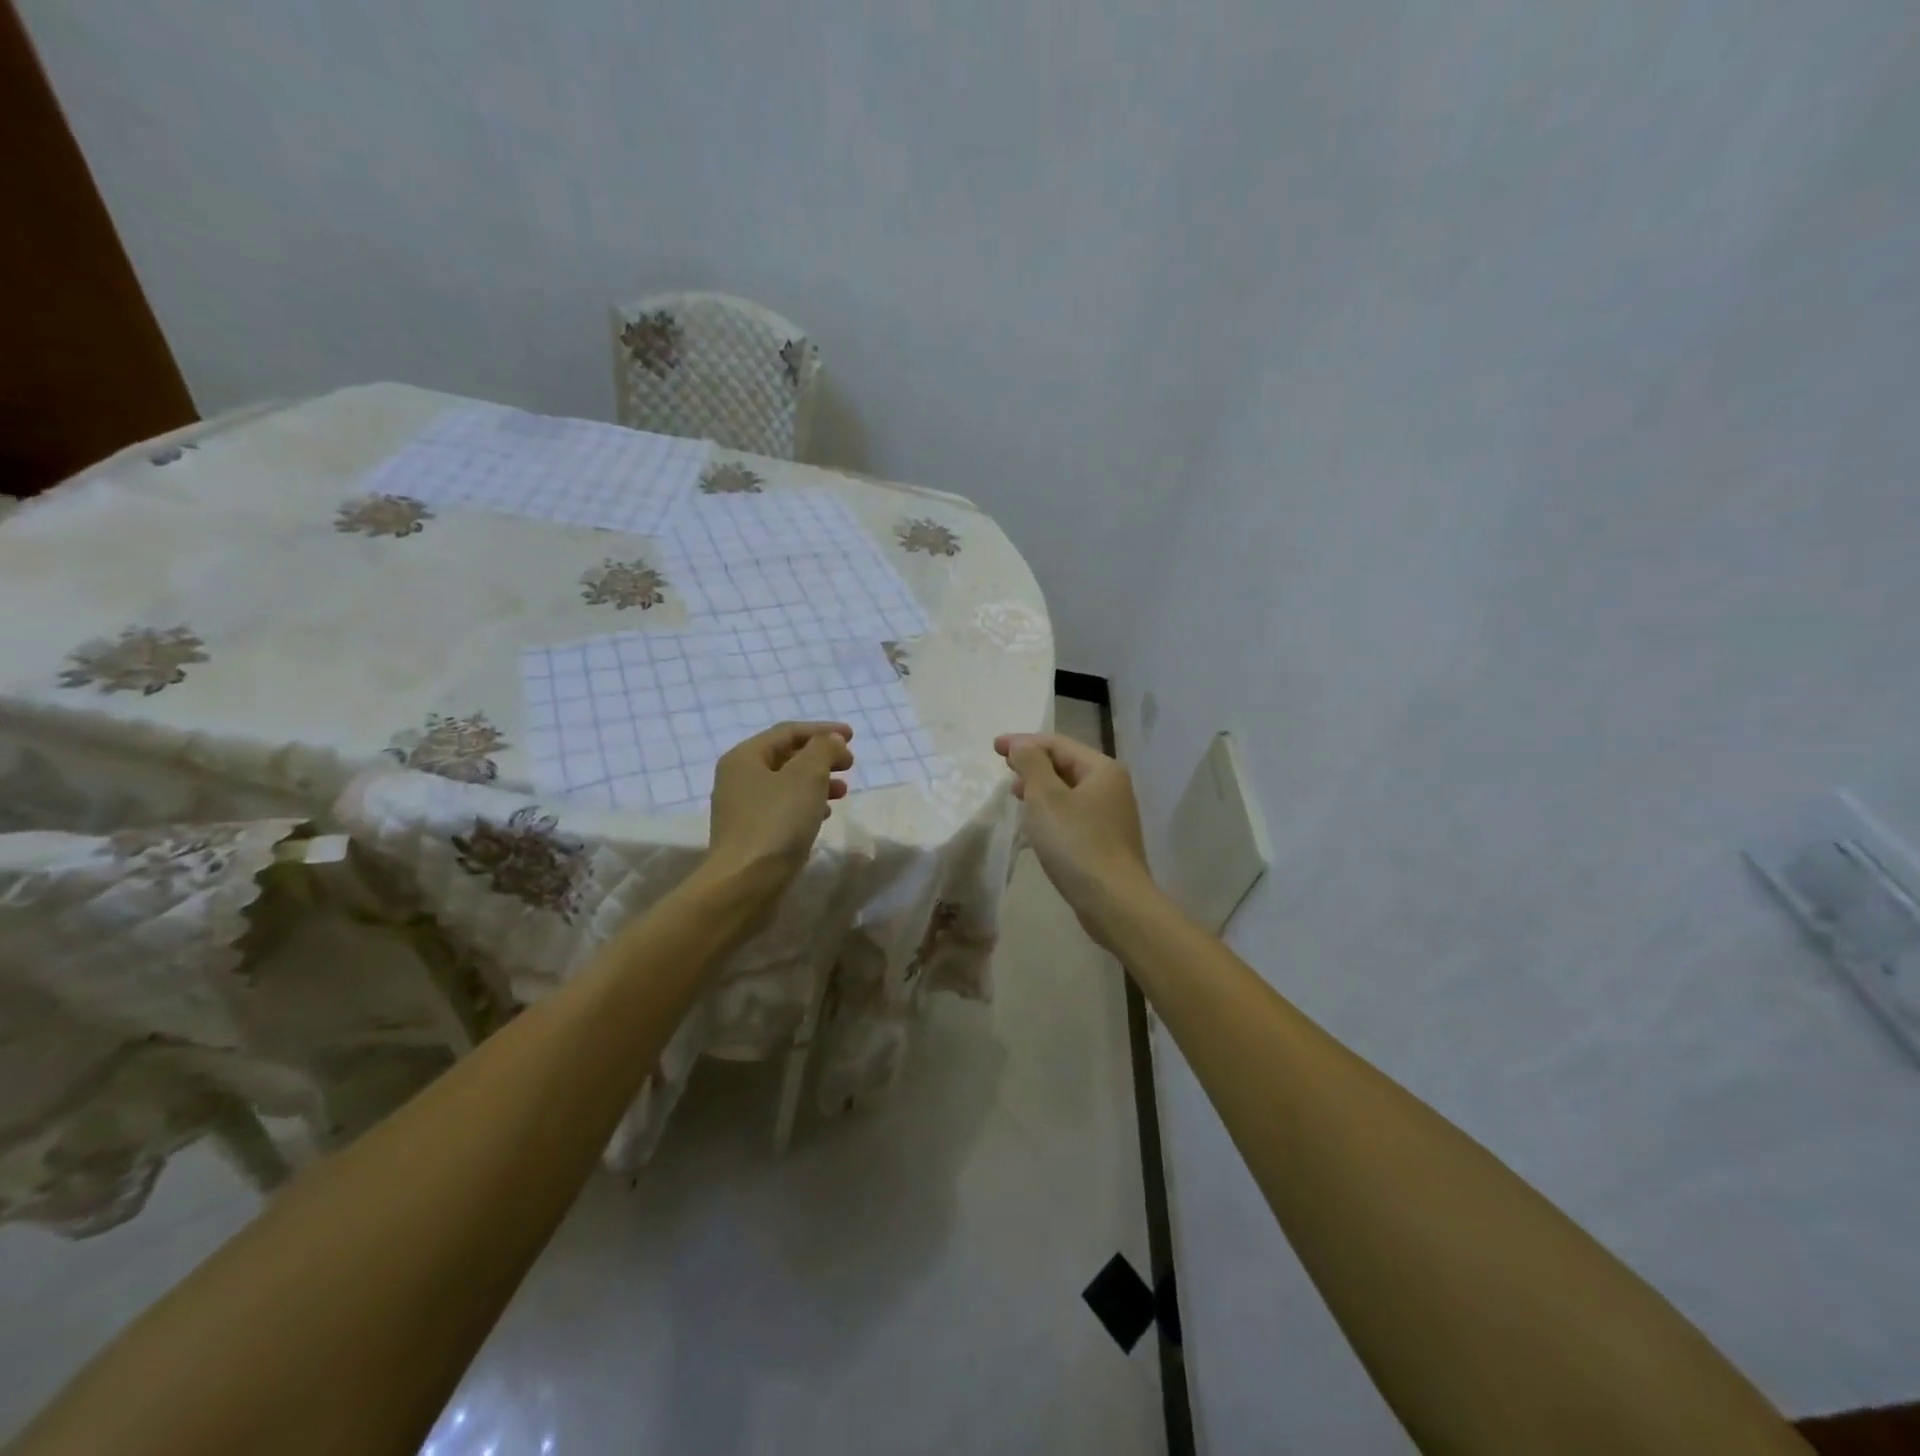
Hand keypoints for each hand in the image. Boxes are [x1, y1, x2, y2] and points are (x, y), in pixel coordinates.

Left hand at [702, 721, 852, 906]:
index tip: (852, 737)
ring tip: (843, 792)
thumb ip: (822, 750)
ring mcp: (742, 808)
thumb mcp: (807, 776)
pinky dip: (806, 805)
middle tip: (850, 765)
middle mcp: (738, 778)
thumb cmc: (777, 822)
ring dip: (817, 782)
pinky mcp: (751, 835)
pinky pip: (783, 808)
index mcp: (745, 757)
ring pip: (786, 784)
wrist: (746, 883)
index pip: (788, 732)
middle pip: (786, 757)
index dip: (822, 730)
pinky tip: (824, 816)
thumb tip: (830, 740)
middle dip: (820, 757)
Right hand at [995, 732, 1154, 947]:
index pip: (1058, 743)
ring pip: (1069, 790)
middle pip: (1066, 764)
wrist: (1114, 902)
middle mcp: (1112, 786)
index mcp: (1102, 769)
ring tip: (1016, 794)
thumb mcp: (1046, 798)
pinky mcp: (1106, 840)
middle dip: (1033, 764)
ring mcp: (1112, 814)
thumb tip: (1023, 745)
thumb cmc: (1077, 844)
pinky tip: (1036, 822)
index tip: (994, 747)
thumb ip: (1031, 764)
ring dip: (1041, 787)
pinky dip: (1052, 809)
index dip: (1024, 742)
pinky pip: (1073, 812)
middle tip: (1004, 768)